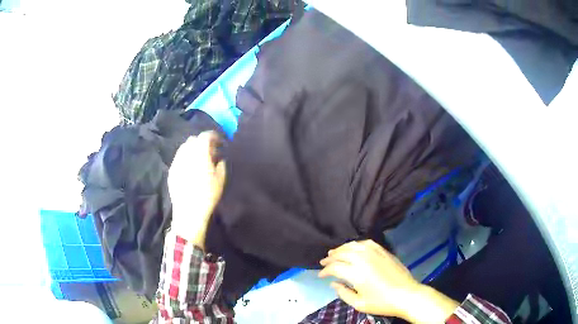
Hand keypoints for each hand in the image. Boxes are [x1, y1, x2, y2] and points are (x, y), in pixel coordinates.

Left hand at [168, 131, 225, 248]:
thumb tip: (218, 158)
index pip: (205, 136)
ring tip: (199, 160)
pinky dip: (185, 158)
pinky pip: (179, 158)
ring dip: (193, 149)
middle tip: (210, 152)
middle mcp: (186, 153)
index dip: (214, 136)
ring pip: (184, 148)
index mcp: (200, 153)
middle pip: (193, 139)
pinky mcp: (171, 170)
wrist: (189, 211)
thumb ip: (221, 164)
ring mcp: (177, 161)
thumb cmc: (208, 195)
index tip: (219, 143)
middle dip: (202, 142)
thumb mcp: (221, 179)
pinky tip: (190, 168)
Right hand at [319, 240, 458, 322]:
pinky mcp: (384, 252)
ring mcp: (375, 253)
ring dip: (342, 248)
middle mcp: (364, 259)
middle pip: (342, 253)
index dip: (325, 270)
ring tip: (335, 252)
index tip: (320, 275)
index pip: (335, 267)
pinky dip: (357, 244)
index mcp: (356, 273)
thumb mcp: (359, 304)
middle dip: (330, 257)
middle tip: (323, 262)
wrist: (406, 295)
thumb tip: (333, 283)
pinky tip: (354, 248)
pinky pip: (367, 243)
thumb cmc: (381, 303)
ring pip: (353, 246)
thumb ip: (343, 293)